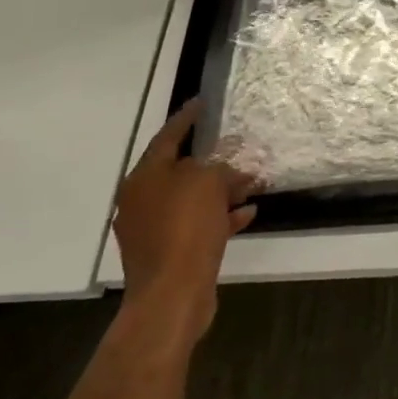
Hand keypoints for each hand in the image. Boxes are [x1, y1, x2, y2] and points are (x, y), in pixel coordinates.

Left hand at [112, 99, 260, 344]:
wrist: (171, 295)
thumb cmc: (185, 229)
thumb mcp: (208, 183)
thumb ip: (218, 166)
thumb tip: (225, 168)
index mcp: (144, 178)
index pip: (167, 137)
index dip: (186, 119)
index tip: (201, 102)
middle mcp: (143, 200)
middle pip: (182, 170)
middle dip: (214, 160)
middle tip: (239, 147)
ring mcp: (154, 229)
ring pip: (193, 199)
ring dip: (223, 190)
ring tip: (254, 182)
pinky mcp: (169, 253)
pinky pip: (198, 225)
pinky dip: (222, 216)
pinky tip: (249, 212)